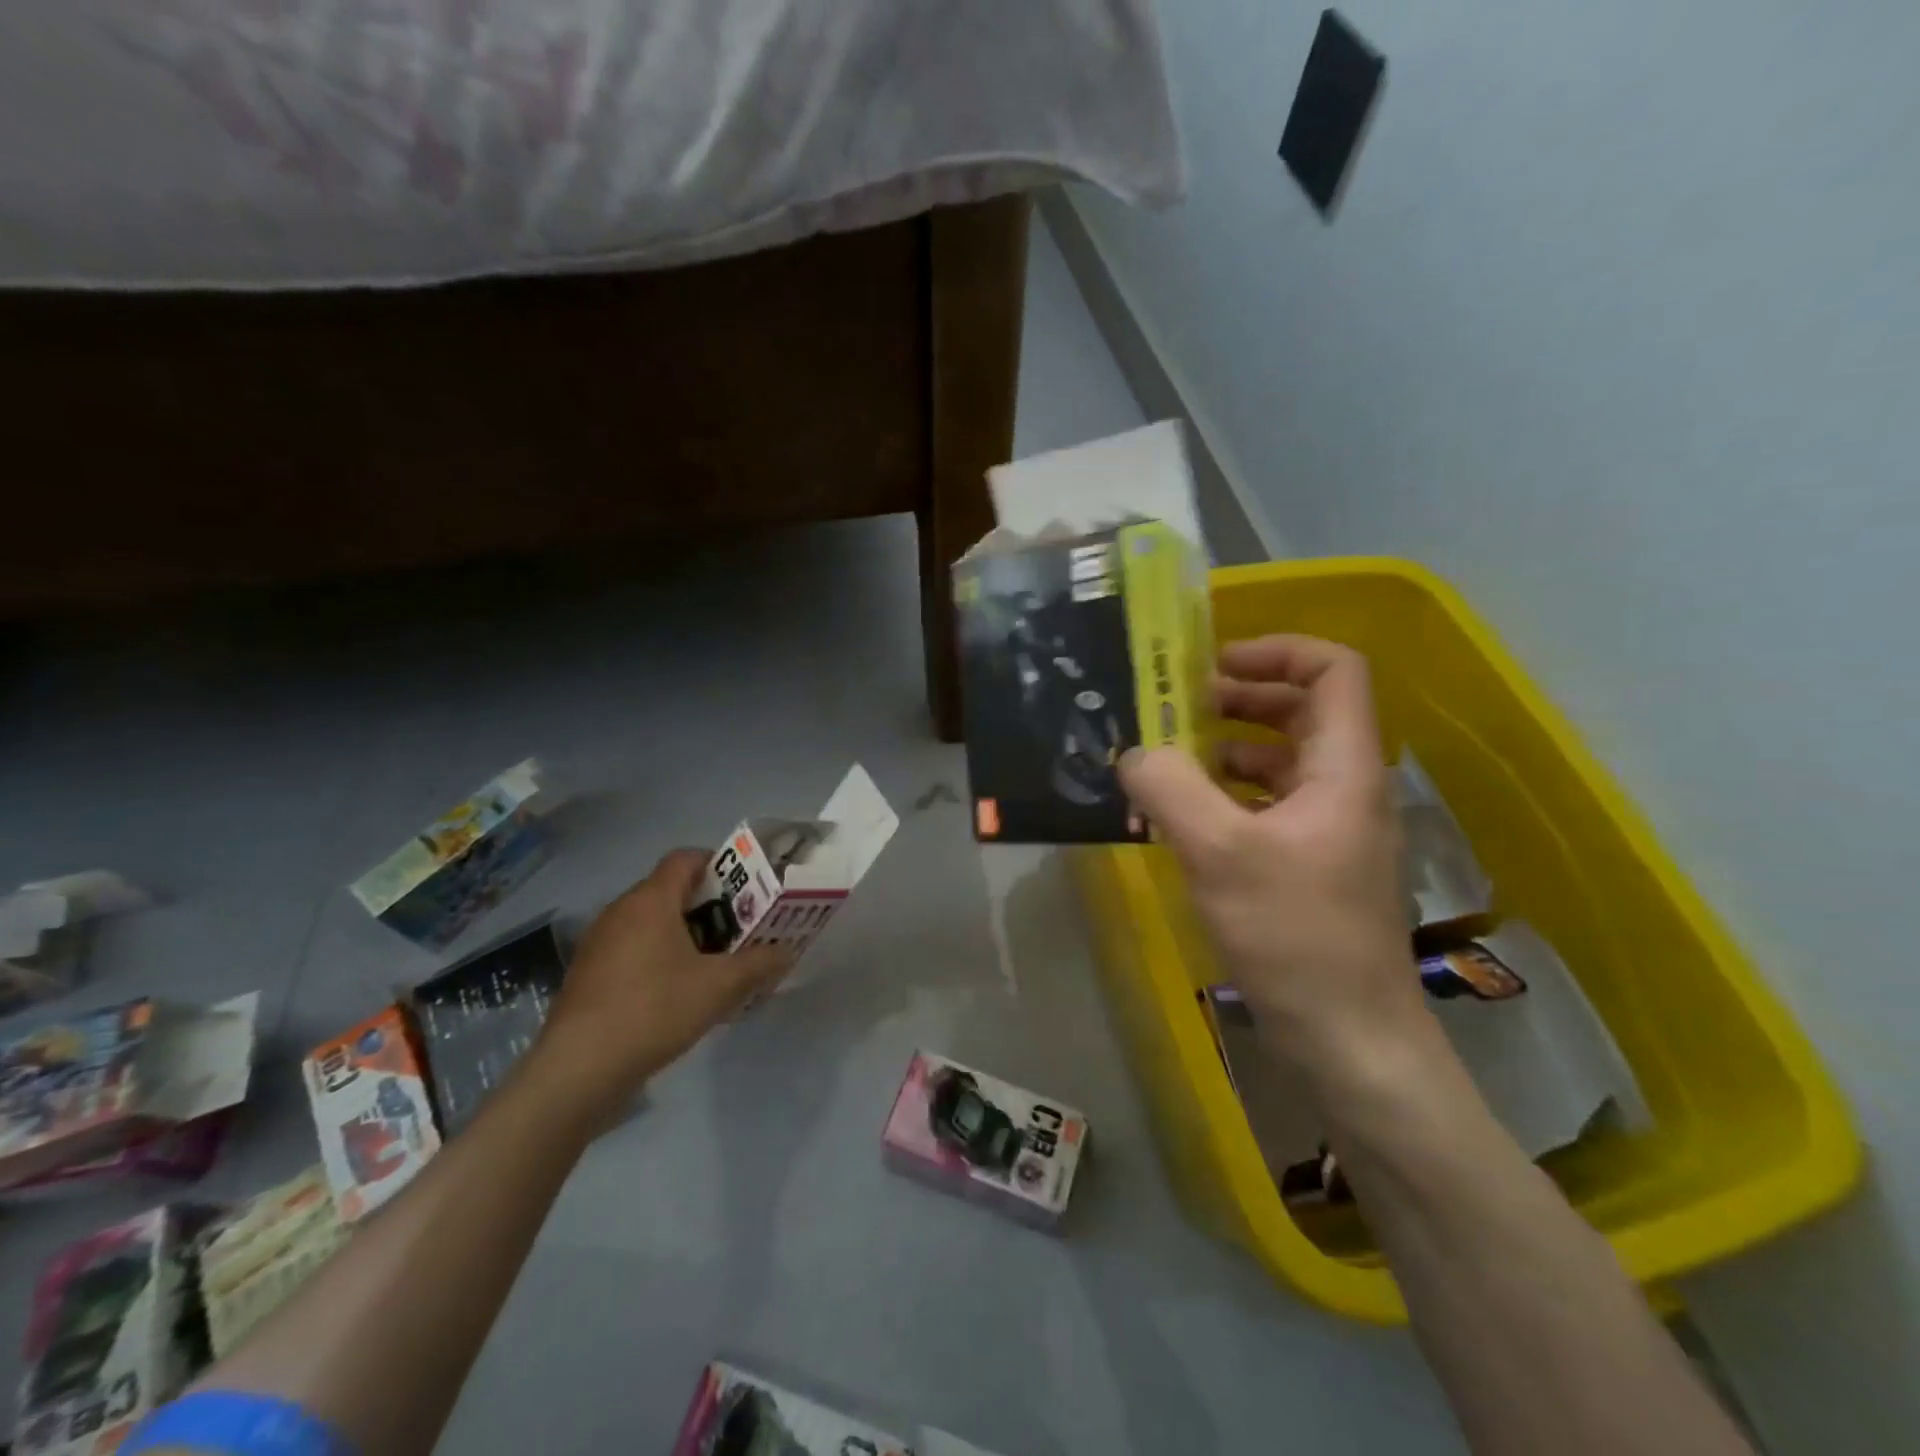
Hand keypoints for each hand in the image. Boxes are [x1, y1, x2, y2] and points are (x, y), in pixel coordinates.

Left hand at [529, 849, 790, 1121]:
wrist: (578, 1069)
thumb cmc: (654, 1010)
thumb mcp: (720, 987)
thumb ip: (758, 964)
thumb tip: (787, 952)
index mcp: (650, 900)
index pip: (685, 858)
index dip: (718, 865)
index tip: (744, 891)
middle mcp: (620, 911)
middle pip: (670, 891)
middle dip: (708, 906)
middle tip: (738, 931)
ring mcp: (598, 943)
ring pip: (650, 923)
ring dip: (683, 935)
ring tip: (713, 964)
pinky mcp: (587, 974)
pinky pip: (632, 949)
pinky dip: (658, 957)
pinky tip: (676, 993)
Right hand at [1119, 635, 1432, 1090]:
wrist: (1350, 1039)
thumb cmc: (1296, 935)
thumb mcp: (1219, 853)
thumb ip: (1169, 789)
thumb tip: (1134, 753)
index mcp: (1343, 767)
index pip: (1333, 670)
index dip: (1276, 650)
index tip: (1211, 665)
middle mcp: (1344, 786)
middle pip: (1301, 709)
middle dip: (1237, 698)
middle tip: (1173, 709)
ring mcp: (1329, 828)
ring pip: (1279, 760)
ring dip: (1224, 748)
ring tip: (1165, 761)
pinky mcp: (1310, 864)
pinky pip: (1266, 805)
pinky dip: (1225, 795)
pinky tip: (1181, 817)